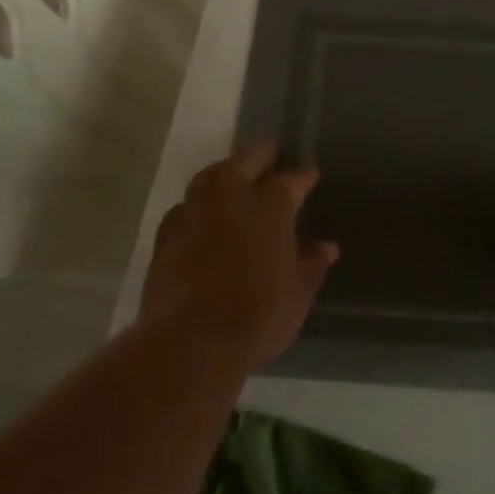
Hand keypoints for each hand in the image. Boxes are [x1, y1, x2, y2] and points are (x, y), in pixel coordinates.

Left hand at [139, 142, 339, 369]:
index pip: (293, 179)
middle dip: (262, 154)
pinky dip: (197, 203)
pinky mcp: (167, 233)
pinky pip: (185, 205)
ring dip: (225, 170)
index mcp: (271, 204)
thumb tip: (327, 247)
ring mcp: (196, 211)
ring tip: (233, 174)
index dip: (304, 176)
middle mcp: (233, 195)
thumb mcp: (298, 293)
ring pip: (210, 175)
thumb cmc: (258, 315)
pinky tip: (200, 213)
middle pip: (247, 159)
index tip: (310, 175)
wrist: (190, 341)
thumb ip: (312, 265)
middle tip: (270, 152)